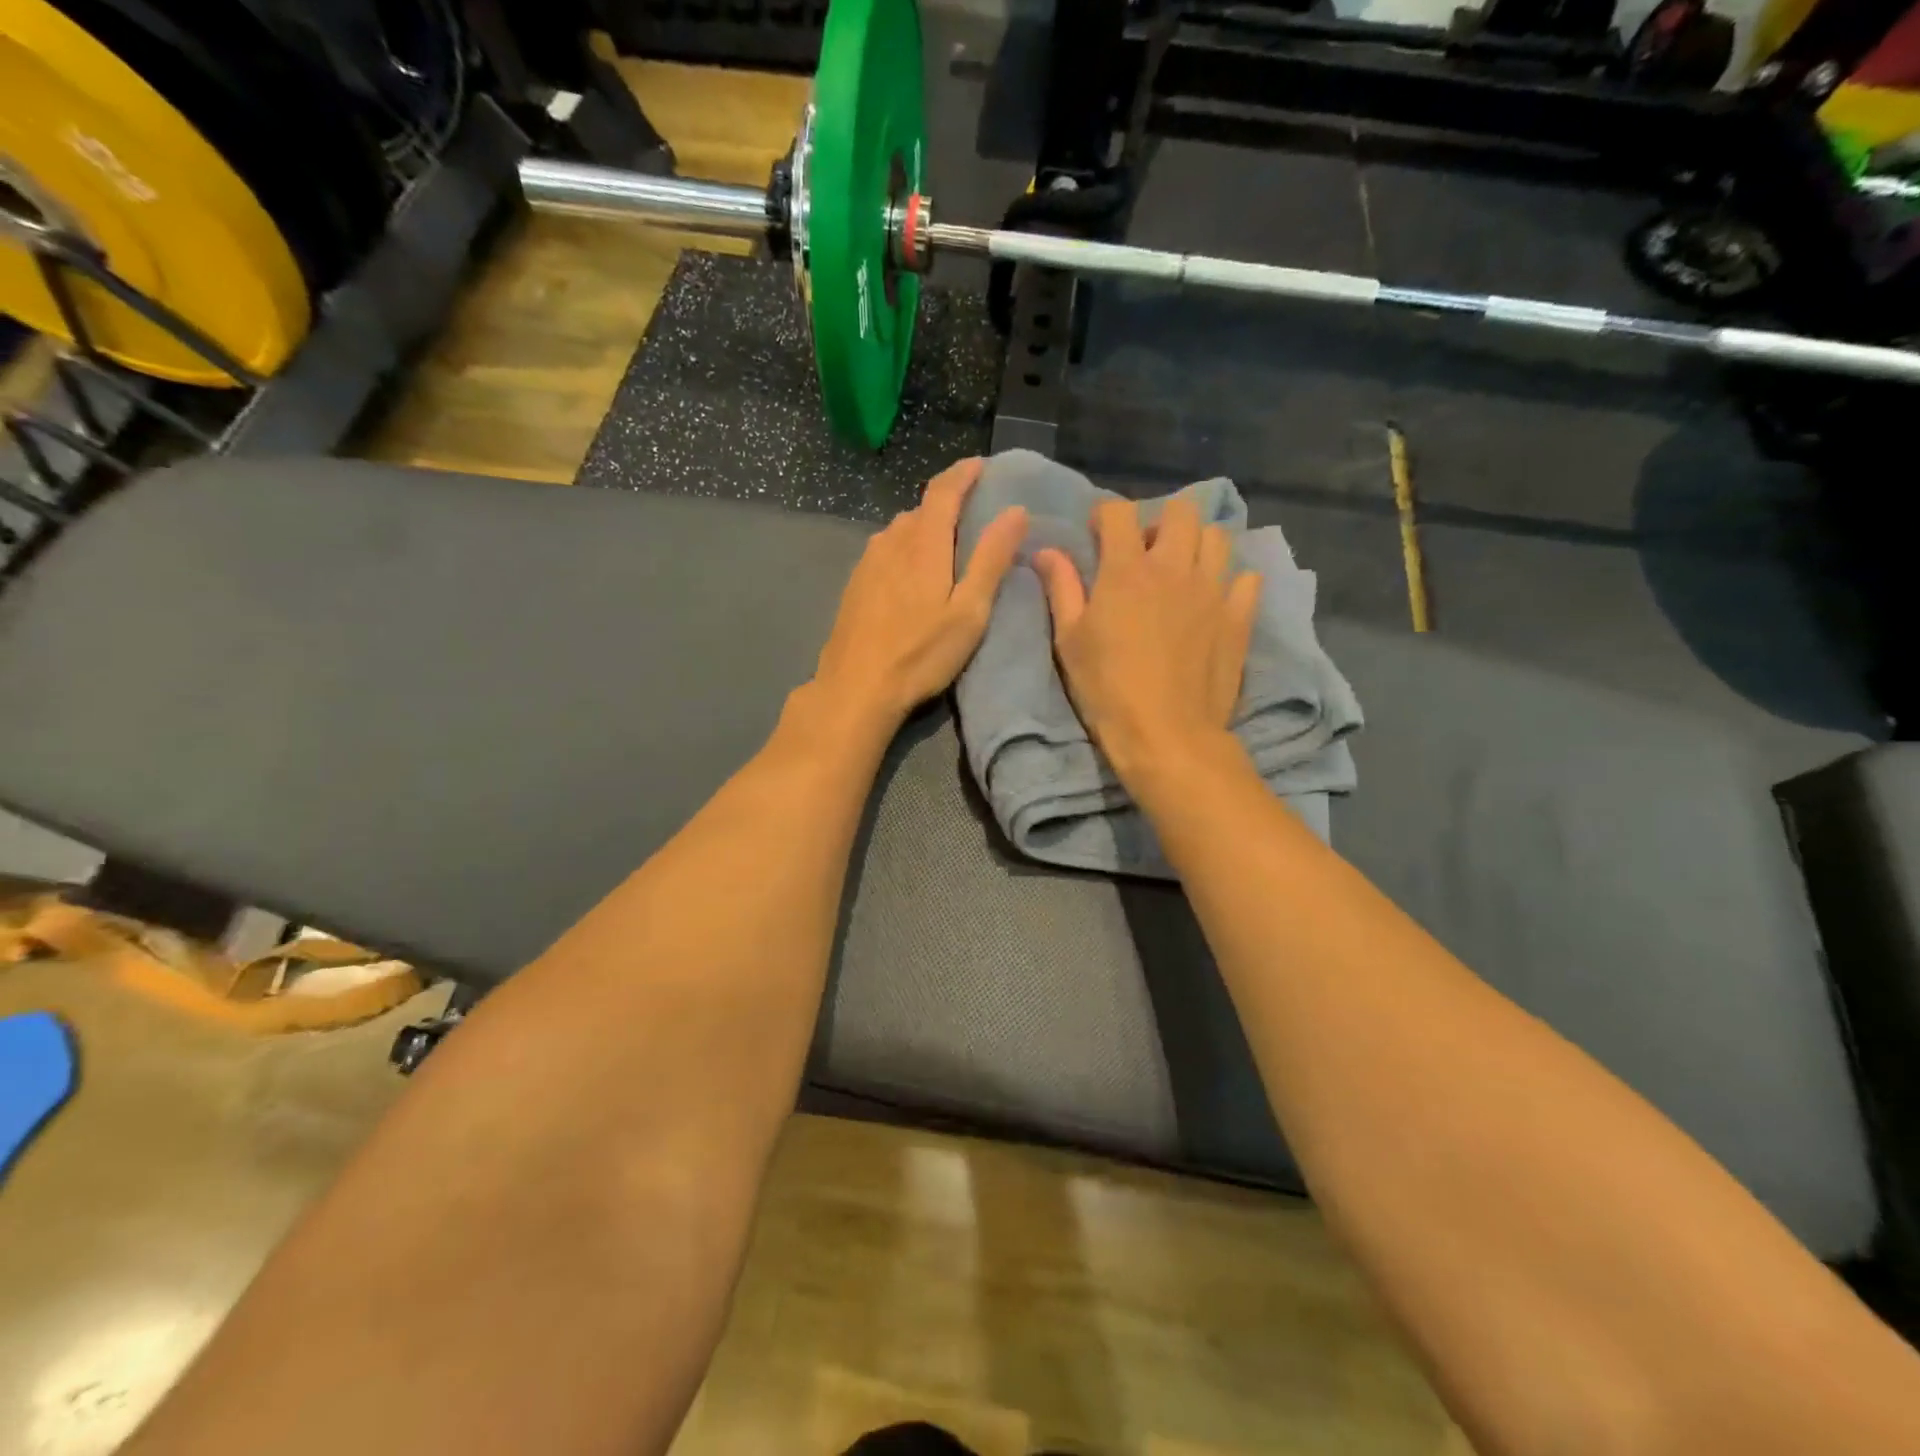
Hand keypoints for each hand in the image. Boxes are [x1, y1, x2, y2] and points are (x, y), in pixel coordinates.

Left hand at [813, 458, 1028, 728]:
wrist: (856, 687)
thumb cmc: (920, 654)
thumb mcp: (969, 611)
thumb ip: (991, 559)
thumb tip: (1016, 511)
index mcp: (922, 543)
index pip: (943, 491)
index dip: (963, 473)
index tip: (981, 465)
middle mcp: (890, 541)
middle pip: (921, 509)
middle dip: (947, 504)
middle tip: (972, 516)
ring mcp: (867, 562)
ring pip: (901, 531)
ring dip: (924, 529)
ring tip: (945, 547)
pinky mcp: (855, 584)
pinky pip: (886, 551)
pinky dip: (905, 550)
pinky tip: (911, 576)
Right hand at [1034, 496, 1260, 781]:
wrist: (1166, 734)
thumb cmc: (1107, 689)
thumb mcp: (1070, 641)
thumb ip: (1062, 589)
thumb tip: (1046, 550)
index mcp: (1127, 570)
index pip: (1119, 512)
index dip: (1105, 515)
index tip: (1098, 535)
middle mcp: (1174, 567)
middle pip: (1181, 511)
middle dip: (1160, 521)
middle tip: (1146, 552)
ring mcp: (1213, 590)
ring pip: (1218, 536)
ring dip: (1198, 543)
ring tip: (1182, 571)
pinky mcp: (1239, 617)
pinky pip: (1247, 578)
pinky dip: (1232, 580)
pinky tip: (1215, 599)